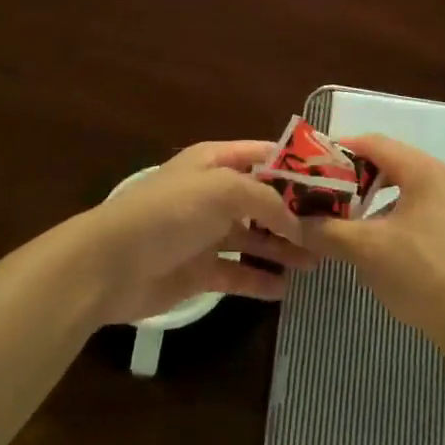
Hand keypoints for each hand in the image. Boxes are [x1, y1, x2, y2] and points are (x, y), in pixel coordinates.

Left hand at [80, 140, 314, 324]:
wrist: (110, 264)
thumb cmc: (168, 213)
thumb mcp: (222, 190)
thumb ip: (266, 201)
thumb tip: (297, 222)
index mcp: (215, 162)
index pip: (265, 156)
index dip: (297, 166)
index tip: (334, 181)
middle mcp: (214, 194)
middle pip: (263, 199)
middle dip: (295, 213)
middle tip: (332, 230)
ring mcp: (207, 233)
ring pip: (255, 238)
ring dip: (283, 248)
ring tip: (316, 262)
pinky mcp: (200, 271)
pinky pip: (238, 273)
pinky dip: (260, 279)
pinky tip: (284, 289)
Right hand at [305, 134, 444, 337]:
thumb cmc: (423, 273)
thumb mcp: (367, 249)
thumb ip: (327, 231)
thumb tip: (293, 223)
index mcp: (423, 170)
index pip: (373, 143)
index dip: (338, 150)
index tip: (308, 165)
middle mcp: (441, 181)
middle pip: (388, 165)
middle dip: (351, 178)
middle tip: (320, 193)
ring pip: (401, 192)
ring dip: (369, 202)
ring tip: (340, 220)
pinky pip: (414, 214)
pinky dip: (388, 220)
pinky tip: (372, 247)